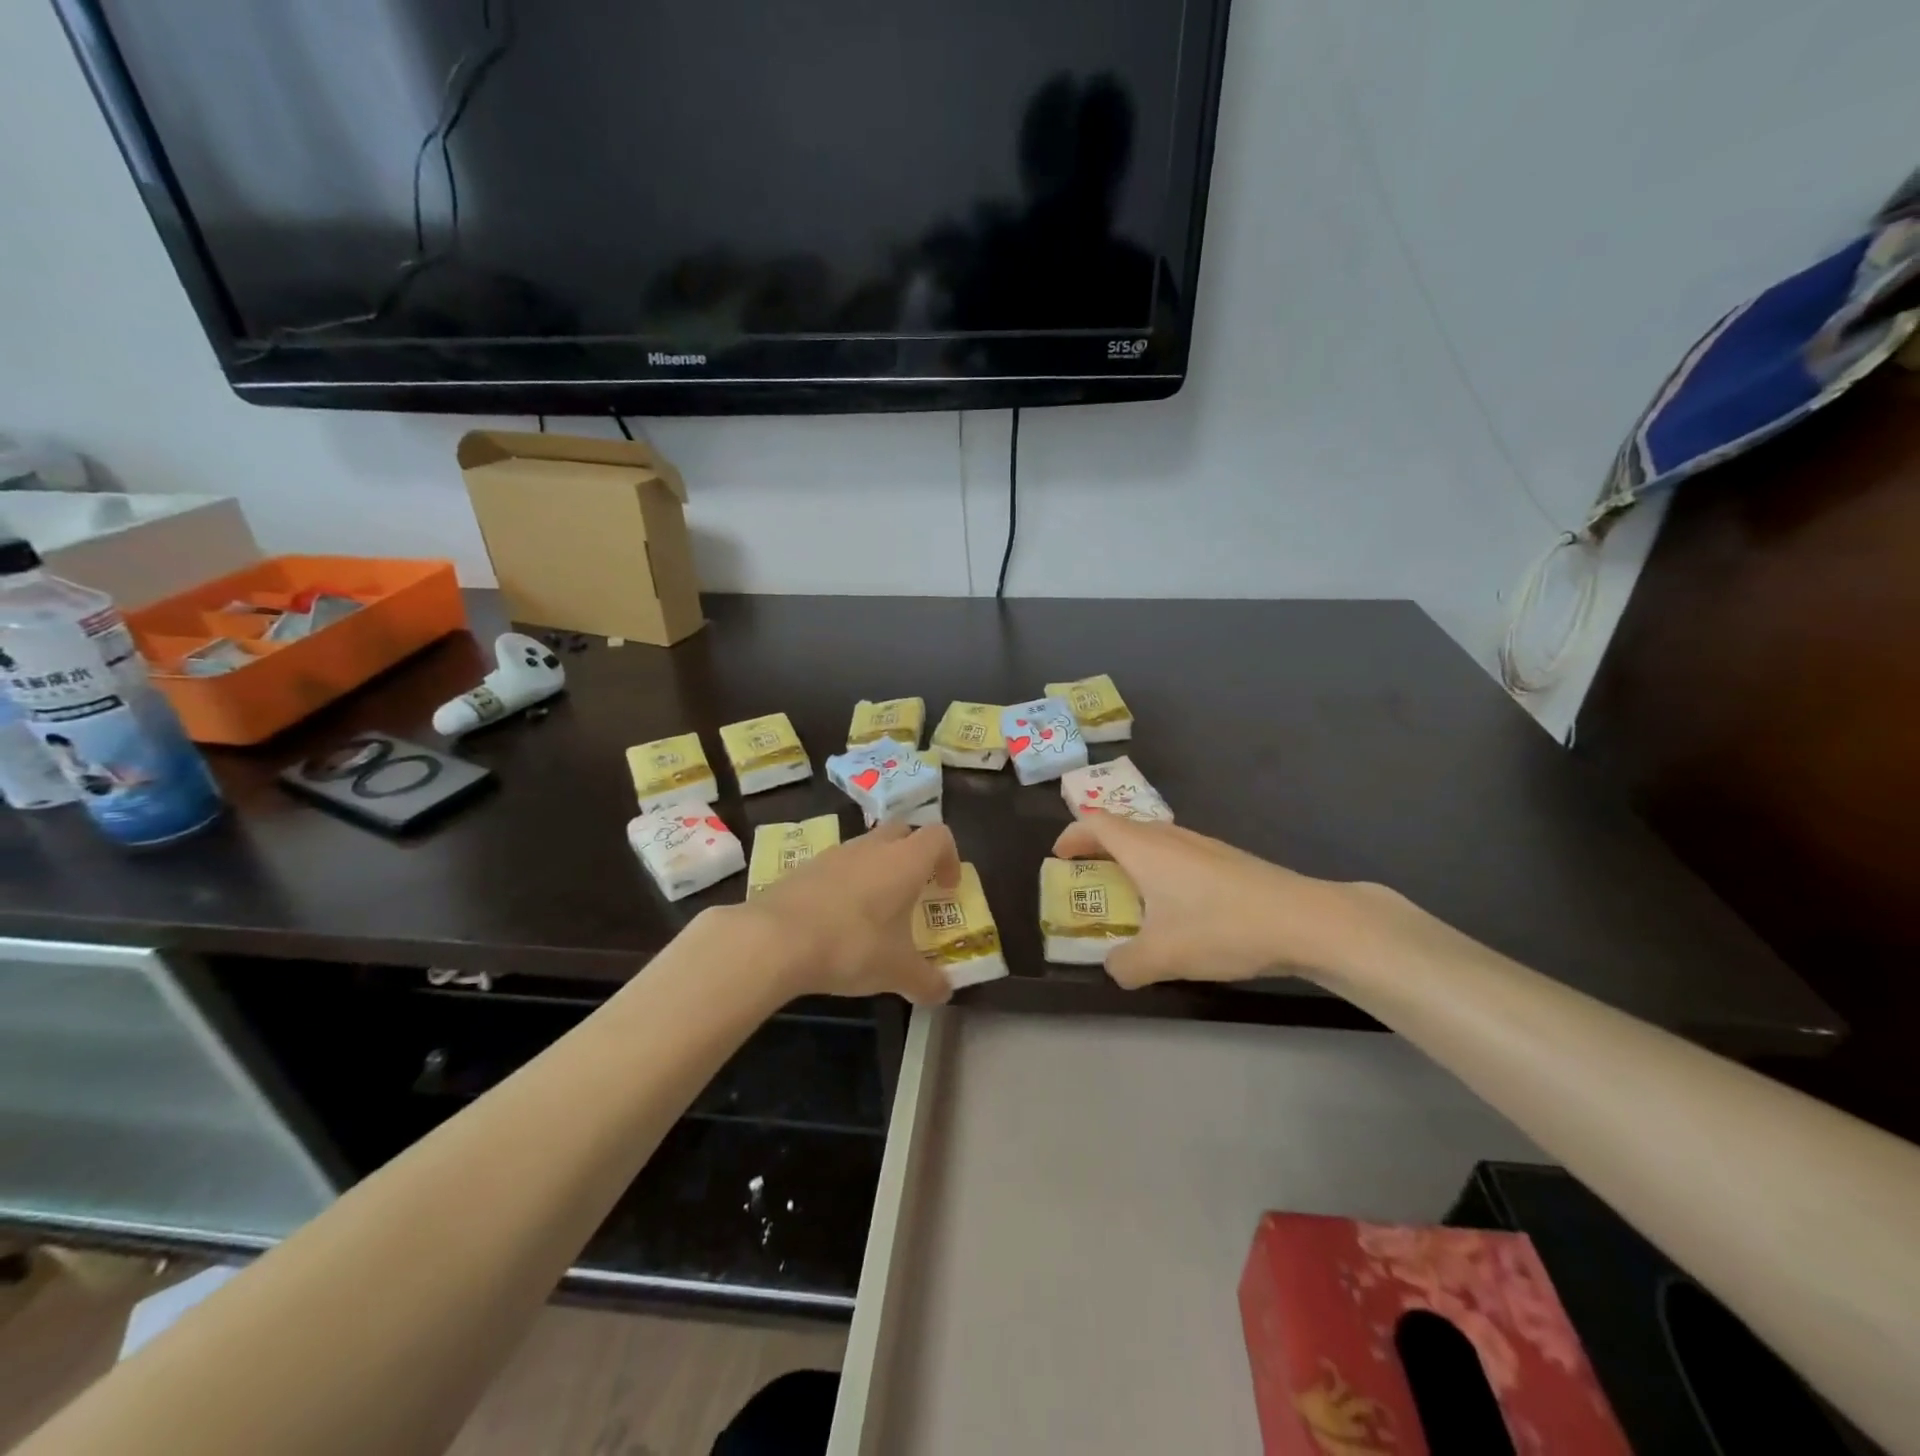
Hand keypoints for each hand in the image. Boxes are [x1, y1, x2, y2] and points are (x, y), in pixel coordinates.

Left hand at [734, 822, 960, 1004]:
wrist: (775, 939)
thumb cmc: (851, 945)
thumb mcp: (896, 971)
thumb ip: (926, 981)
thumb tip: (944, 993)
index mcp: (905, 861)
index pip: (940, 836)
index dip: (950, 858)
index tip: (946, 888)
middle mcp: (873, 846)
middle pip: (904, 831)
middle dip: (915, 855)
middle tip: (915, 890)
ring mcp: (836, 853)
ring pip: (868, 847)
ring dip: (879, 868)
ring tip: (875, 910)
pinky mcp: (805, 866)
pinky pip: (838, 865)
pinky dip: (847, 882)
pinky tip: (838, 919)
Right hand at [1051, 815, 1369, 988]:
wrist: (1303, 920)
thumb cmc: (1221, 928)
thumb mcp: (1162, 957)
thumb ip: (1125, 965)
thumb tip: (1114, 967)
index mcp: (1144, 849)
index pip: (1095, 823)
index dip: (1071, 836)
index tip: (1058, 857)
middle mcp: (1168, 837)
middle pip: (1122, 828)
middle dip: (1097, 848)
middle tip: (1087, 878)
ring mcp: (1201, 845)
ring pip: (1152, 840)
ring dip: (1131, 859)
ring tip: (1128, 894)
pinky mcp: (1226, 859)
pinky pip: (1176, 854)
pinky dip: (1159, 869)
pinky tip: (1175, 905)